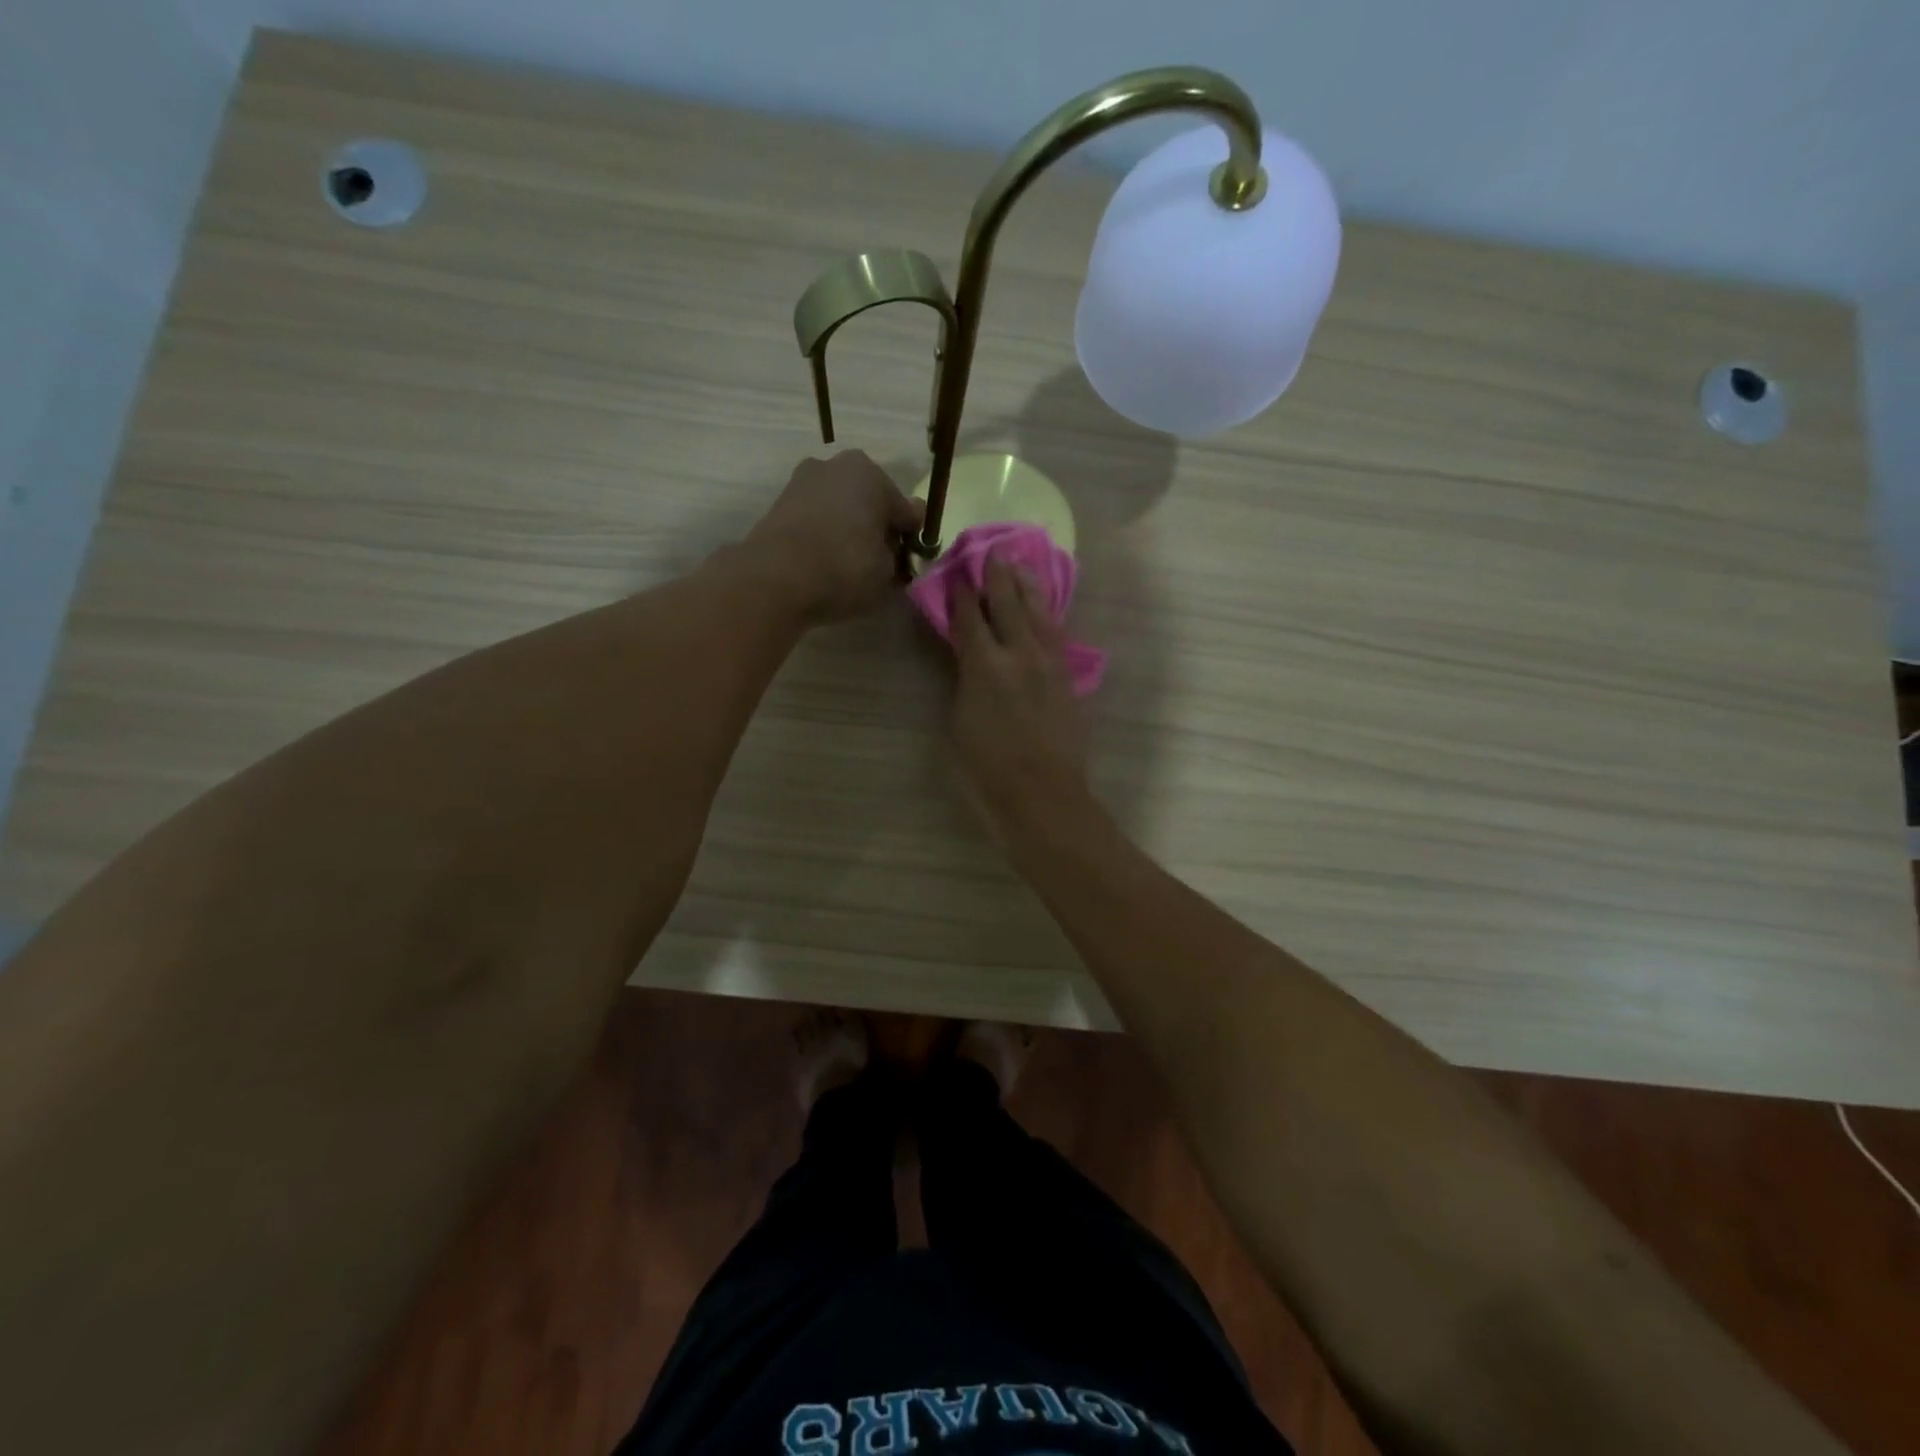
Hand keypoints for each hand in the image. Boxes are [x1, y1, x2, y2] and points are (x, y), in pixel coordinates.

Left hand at [743, 452, 922, 621]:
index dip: (911, 541)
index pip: (905, 510)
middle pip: (869, 503)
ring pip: (840, 510)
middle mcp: (835, 466)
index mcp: (871, 473)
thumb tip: (898, 552)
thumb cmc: (845, 568)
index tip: (910, 566)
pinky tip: (825, 565)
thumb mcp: (888, 573)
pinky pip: (815, 521)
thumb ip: (899, 558)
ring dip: (849, 532)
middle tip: (881, 566)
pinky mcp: (778, 505)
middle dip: (877, 530)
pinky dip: (824, 538)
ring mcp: (802, 482)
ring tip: (852, 569)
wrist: (775, 579)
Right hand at [950, 556, 1089, 830]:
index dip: (960, 591)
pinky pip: (1057, 634)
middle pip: (1007, 604)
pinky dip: (1049, 615)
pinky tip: (1047, 608)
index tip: (957, 570)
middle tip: (994, 549)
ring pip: (1040, 613)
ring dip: (1029, 586)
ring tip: (1023, 566)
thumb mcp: (959, 723)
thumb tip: (970, 660)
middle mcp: (1019, 654)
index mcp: (984, 665)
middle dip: (998, 575)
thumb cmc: (987, 770)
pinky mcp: (1068, 679)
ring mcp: (1049, 664)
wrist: (1043, 796)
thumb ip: (964, 682)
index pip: (969, 617)